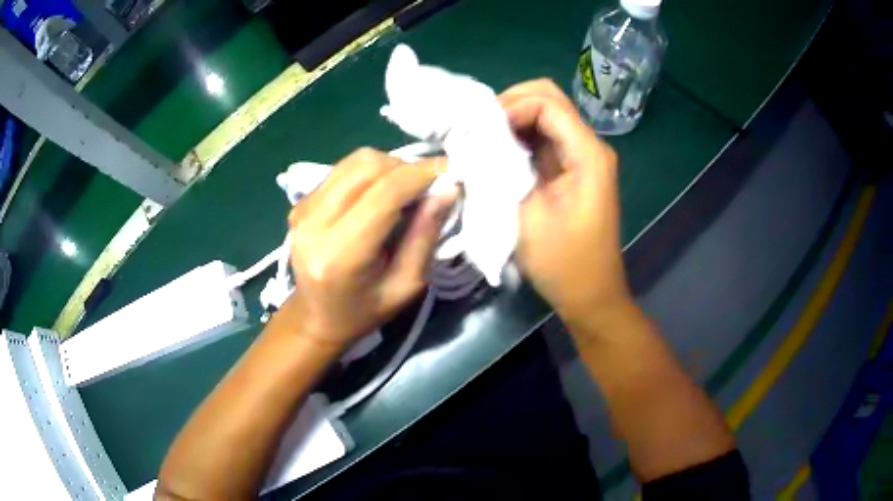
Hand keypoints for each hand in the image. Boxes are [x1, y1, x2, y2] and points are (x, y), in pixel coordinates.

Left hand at [279, 148, 454, 347]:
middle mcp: (314, 223)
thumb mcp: (406, 285)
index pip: (384, 193)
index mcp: (339, 254)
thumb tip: (447, 188)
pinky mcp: (301, 200)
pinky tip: (380, 194)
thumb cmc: (364, 311)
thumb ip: (425, 234)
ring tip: (405, 190)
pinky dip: (371, 173)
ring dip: (389, 167)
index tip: (451, 171)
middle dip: (406, 168)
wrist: (316, 317)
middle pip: (368, 166)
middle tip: (428, 186)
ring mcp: (302, 208)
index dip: (421, 174)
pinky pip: (344, 169)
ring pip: (356, 161)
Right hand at [499, 79, 631, 326]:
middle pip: (548, 98)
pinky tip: (498, 150)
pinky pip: (544, 135)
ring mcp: (581, 155)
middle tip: (478, 128)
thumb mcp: (527, 214)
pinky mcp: (571, 167)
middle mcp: (589, 145)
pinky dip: (519, 135)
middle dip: (510, 104)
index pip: (547, 103)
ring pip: (545, 113)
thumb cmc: (562, 262)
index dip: (510, 107)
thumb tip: (478, 139)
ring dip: (512, 118)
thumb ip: (504, 168)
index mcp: (587, 153)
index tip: (480, 131)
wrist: (589, 293)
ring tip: (482, 137)